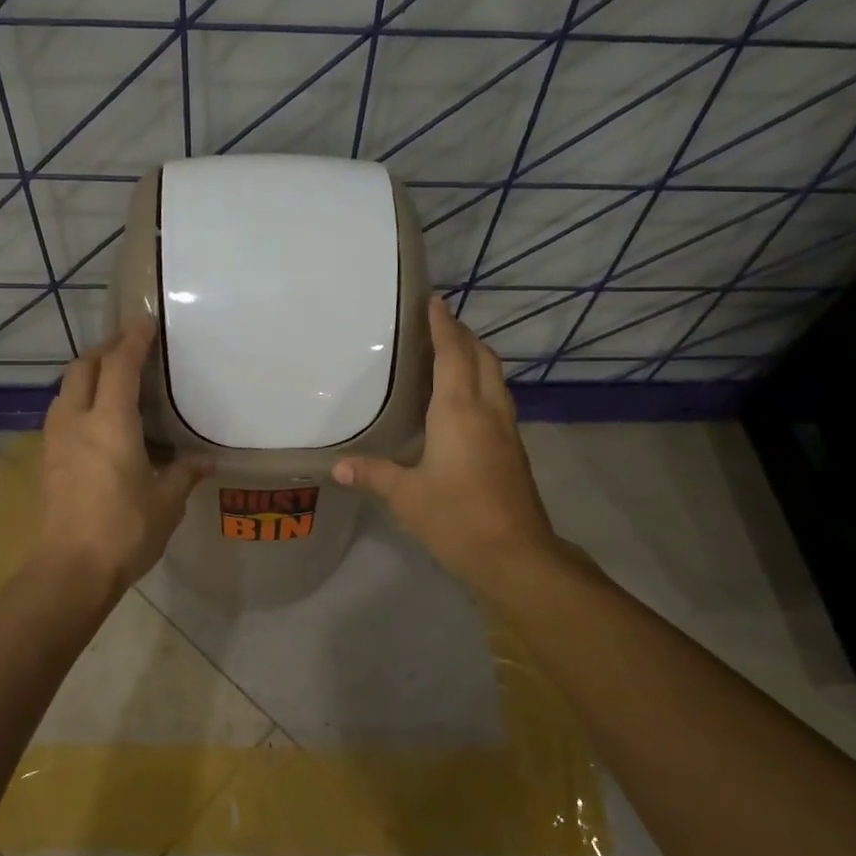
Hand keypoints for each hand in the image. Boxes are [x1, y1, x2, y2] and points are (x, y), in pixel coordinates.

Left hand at [37, 319, 210, 592]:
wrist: (69, 571)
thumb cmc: (124, 531)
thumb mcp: (166, 503)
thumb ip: (185, 474)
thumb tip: (206, 462)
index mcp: (110, 423)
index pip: (119, 365)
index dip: (133, 340)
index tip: (146, 322)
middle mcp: (77, 421)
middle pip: (83, 367)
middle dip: (105, 350)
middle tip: (129, 348)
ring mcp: (55, 441)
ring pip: (65, 389)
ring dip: (86, 374)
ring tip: (110, 380)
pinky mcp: (45, 461)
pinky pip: (60, 413)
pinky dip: (77, 400)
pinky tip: (94, 420)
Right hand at [333, 296, 563, 592]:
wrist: (516, 554)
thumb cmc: (457, 517)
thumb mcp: (406, 497)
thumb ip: (373, 474)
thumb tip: (338, 466)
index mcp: (459, 412)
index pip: (453, 354)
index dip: (443, 326)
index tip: (434, 301)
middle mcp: (487, 411)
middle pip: (482, 358)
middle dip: (463, 335)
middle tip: (440, 324)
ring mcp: (506, 430)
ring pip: (495, 378)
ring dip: (477, 358)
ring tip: (453, 354)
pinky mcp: (514, 450)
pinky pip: (499, 399)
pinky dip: (483, 383)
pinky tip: (466, 401)